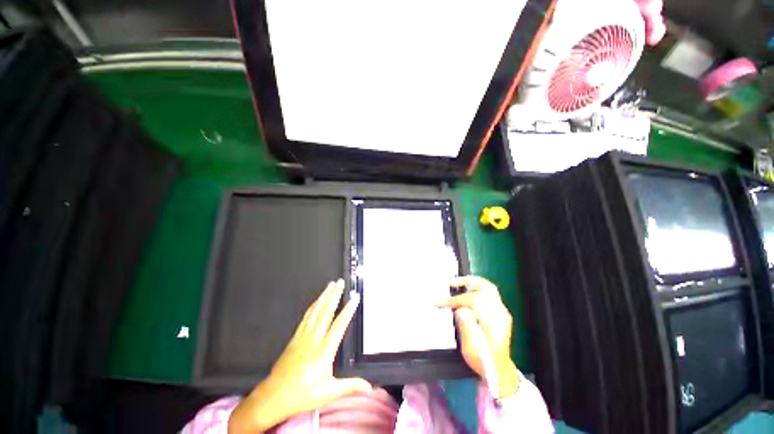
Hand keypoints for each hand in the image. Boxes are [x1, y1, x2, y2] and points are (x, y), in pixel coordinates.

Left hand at [229, 280, 370, 432]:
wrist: (273, 397)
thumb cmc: (302, 395)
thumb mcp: (328, 393)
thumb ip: (350, 387)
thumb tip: (369, 387)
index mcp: (324, 352)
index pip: (339, 325)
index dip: (348, 310)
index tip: (354, 297)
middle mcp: (313, 340)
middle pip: (326, 312)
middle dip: (334, 295)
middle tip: (340, 282)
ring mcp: (303, 337)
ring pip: (315, 311)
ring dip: (324, 296)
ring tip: (330, 285)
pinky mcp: (295, 338)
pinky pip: (305, 318)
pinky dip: (312, 306)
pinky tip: (316, 300)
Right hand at [436, 276, 519, 398]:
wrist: (499, 371)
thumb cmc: (483, 360)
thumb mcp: (471, 347)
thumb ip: (466, 325)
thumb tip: (460, 309)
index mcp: (493, 321)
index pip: (472, 301)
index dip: (454, 299)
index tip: (438, 301)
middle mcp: (500, 312)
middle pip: (484, 287)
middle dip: (465, 282)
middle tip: (450, 283)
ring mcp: (501, 311)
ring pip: (487, 288)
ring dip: (471, 283)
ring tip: (456, 284)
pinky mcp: (499, 312)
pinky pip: (488, 293)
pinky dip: (475, 288)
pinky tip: (466, 291)